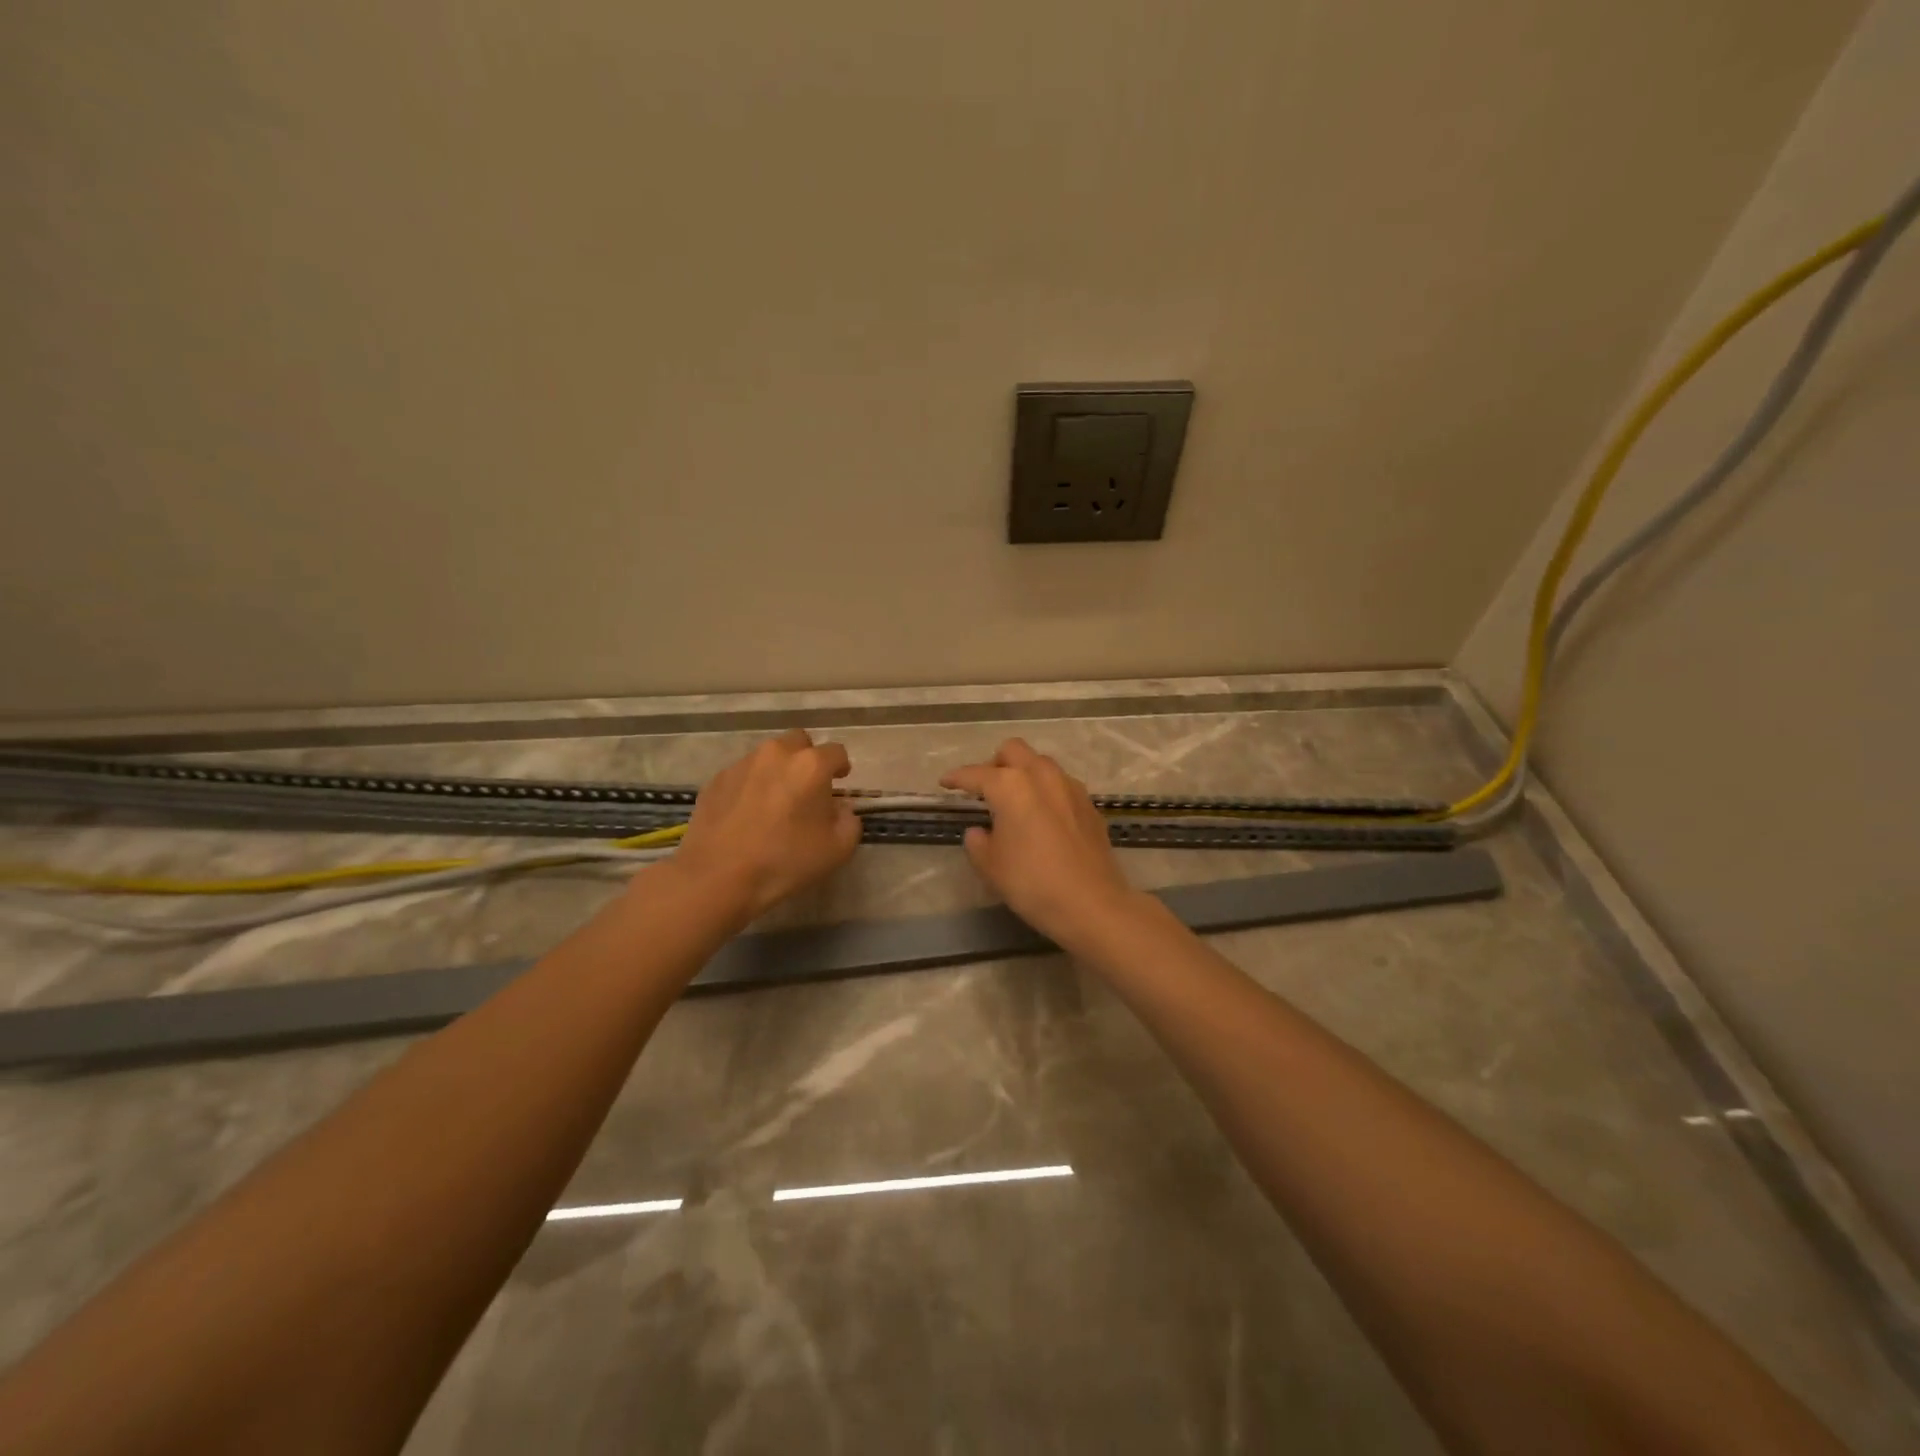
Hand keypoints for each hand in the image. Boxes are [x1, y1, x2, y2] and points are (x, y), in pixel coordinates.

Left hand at [669, 728, 860, 919]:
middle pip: (799, 742)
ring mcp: (742, 764)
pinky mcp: (716, 779)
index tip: (840, 782)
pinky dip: (752, 785)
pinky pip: (743, 774)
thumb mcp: (838, 849)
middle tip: (807, 787)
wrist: (717, 877)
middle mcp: (776, 754)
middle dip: (807, 758)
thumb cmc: (784, 861)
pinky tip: (748, 814)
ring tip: (776, 802)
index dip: (841, 767)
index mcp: (810, 765)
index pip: (836, 752)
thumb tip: (840, 808)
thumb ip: (849, 821)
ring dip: (778, 771)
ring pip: (768, 756)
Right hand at [941, 738, 1142, 947]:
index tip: (945, 783)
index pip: (976, 774)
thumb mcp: (990, 866)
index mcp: (1010, 785)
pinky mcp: (1089, 804)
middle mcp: (1041, 775)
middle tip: (985, 789)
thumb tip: (979, 832)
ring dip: (1024, 773)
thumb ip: (977, 842)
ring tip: (1015, 801)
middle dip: (995, 763)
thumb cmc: (1032, 883)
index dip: (956, 778)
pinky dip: (1046, 791)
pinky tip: (1043, 817)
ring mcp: (1069, 786)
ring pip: (1041, 763)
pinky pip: (1061, 784)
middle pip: (1013, 751)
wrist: (1091, 903)